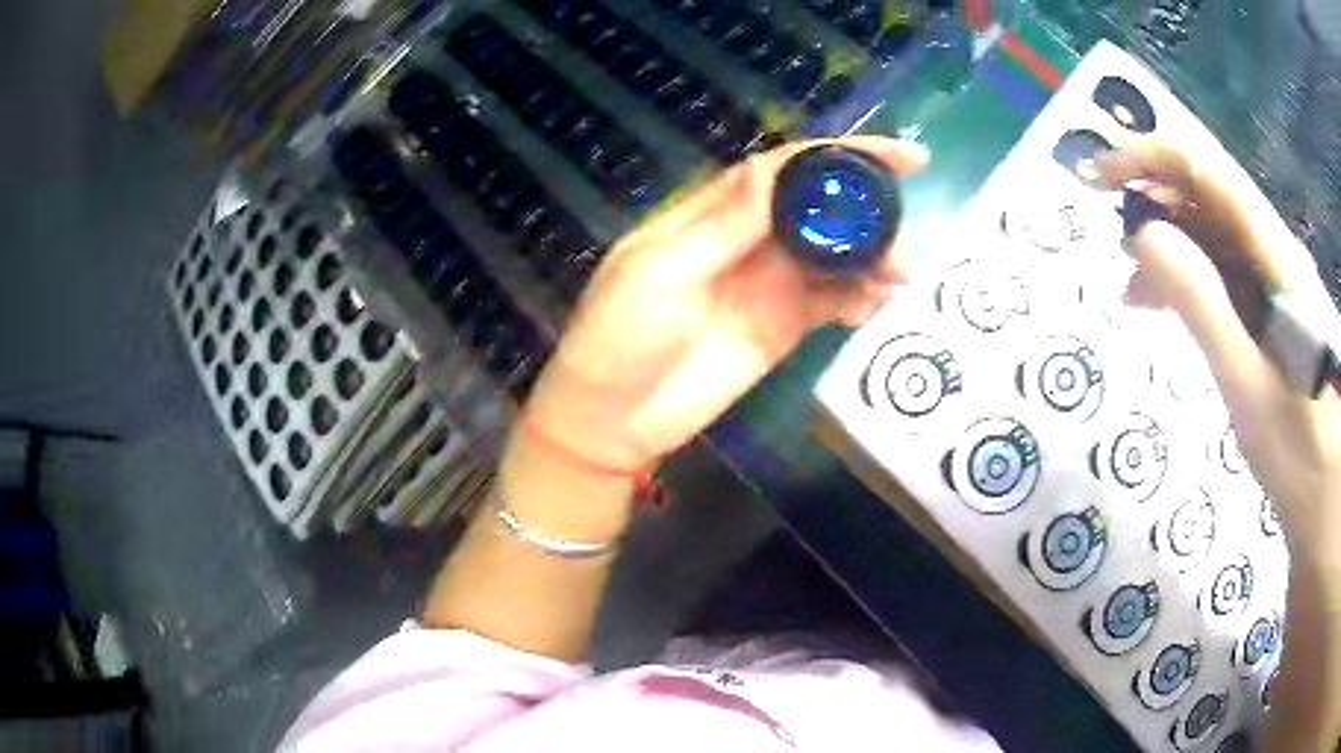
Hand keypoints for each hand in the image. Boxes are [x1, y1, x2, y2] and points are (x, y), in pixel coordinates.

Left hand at [523, 137, 928, 470]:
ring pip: (836, 254)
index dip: (841, 156)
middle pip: (821, 207)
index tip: (898, 156)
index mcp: (716, 213)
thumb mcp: (661, 272)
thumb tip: (773, 169)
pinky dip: (859, 297)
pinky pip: (832, 302)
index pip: (788, 169)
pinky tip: (877, 304)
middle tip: (908, 222)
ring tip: (900, 271)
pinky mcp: (784, 326)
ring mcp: (771, 284)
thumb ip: (723, 226)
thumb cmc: (619, 336)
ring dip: (872, 256)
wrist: (612, 417)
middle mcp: (751, 239)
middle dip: (868, 207)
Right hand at [1097, 139, 1340, 559]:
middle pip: (1208, 194)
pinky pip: (1227, 270)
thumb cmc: (1296, 451)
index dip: (1151, 157)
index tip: (1102, 176)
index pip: (1207, 169)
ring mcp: (1276, 277)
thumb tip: (1145, 235)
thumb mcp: (1246, 385)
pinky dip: (1191, 278)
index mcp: (1274, 254)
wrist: (1325, 493)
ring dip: (1170, 245)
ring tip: (1133, 287)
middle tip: (1112, 238)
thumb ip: (1201, 304)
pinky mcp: (1274, 305)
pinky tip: (1169, 306)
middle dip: (1154, 200)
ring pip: (1215, 233)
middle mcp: (1274, 250)